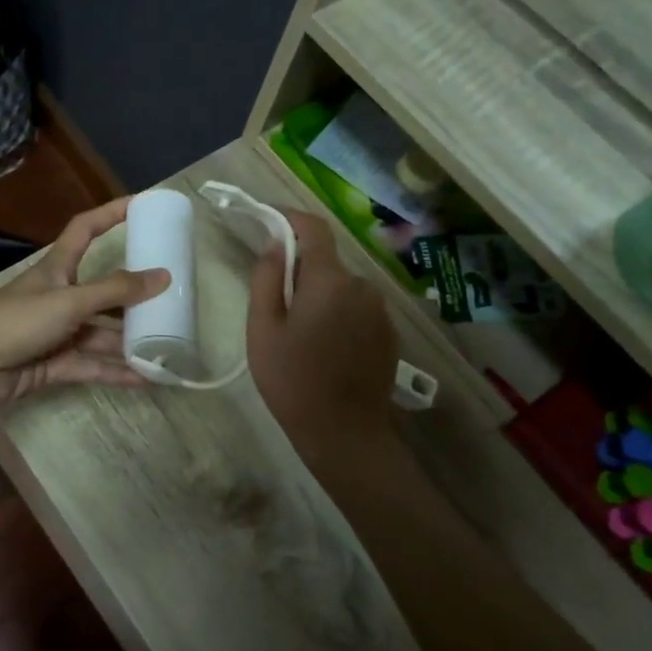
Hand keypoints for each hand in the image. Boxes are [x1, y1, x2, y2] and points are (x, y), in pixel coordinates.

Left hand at [0, 197, 168, 409]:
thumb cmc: (16, 321)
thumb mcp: (69, 300)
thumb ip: (115, 291)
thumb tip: (162, 276)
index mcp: (57, 269)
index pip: (85, 229)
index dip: (111, 214)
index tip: (143, 205)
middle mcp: (60, 297)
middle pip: (103, 290)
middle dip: (134, 295)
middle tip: (172, 297)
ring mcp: (58, 332)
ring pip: (101, 333)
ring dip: (130, 341)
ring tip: (168, 346)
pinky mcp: (55, 364)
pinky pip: (93, 365)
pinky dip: (116, 371)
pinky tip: (147, 378)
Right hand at [245, 211, 397, 471]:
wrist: (344, 432)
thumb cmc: (292, 380)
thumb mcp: (263, 329)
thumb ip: (267, 279)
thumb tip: (275, 244)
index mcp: (329, 280)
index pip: (313, 228)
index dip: (289, 218)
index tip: (267, 220)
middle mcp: (362, 286)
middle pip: (326, 261)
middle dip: (299, 270)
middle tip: (274, 304)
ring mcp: (380, 310)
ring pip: (341, 287)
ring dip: (319, 295)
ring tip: (298, 334)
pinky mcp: (388, 333)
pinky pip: (356, 308)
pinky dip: (338, 314)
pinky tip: (324, 348)